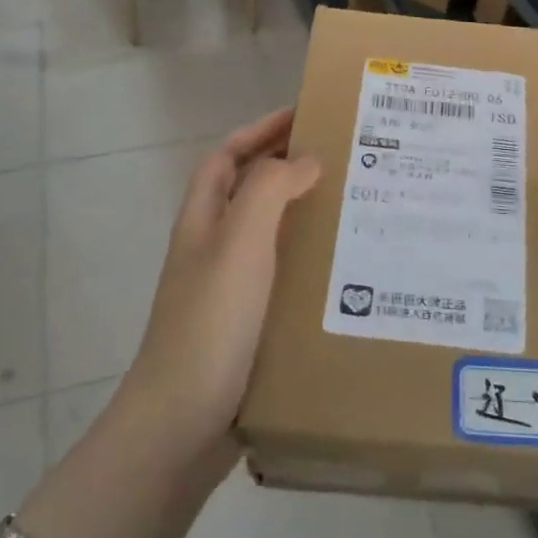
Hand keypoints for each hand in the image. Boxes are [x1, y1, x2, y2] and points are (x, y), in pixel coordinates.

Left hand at [122, 108, 319, 457]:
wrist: (183, 423)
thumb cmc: (211, 322)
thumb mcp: (240, 242)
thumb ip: (270, 190)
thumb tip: (306, 159)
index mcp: (203, 220)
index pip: (227, 156)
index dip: (260, 130)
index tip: (304, 114)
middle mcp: (213, 248)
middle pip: (249, 190)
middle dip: (287, 166)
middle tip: (343, 156)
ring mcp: (228, 288)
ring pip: (269, 232)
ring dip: (303, 212)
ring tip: (354, 205)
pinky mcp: (247, 324)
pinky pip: (282, 273)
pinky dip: (308, 259)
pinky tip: (343, 270)